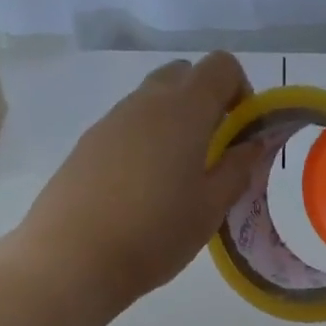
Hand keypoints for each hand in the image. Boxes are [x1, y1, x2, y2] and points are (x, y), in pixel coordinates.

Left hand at [17, 53, 268, 325]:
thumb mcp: (210, 208)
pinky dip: (144, 141)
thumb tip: (254, 144)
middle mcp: (145, 103)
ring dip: (173, 121)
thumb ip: (237, 169)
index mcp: (183, 110)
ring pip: (151, 100)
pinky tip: (141, 189)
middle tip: (213, 149)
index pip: (220, 66)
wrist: (72, 259)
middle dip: (205, 100)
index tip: (242, 130)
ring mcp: (110, 121)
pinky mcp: (86, 145)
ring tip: (177, 175)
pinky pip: (126, 126)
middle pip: (183, 74)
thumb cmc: (155, 233)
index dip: (240, 89)